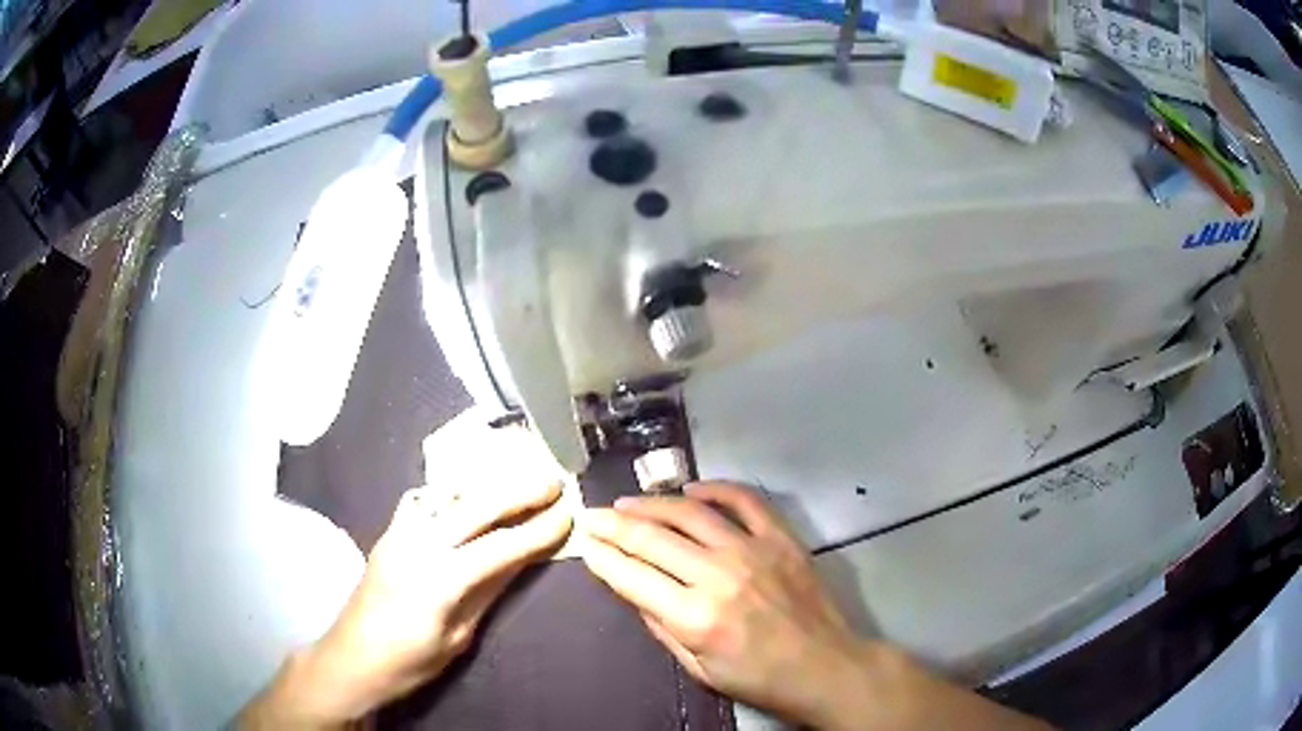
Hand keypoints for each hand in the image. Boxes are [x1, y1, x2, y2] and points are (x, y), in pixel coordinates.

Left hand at [242, 478, 571, 728]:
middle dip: (516, 491)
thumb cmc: (408, 662)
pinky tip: (467, 491)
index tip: (567, 513)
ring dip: (486, 482)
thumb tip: (522, 558)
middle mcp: (414, 546)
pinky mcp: (387, 532)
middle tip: (552, 479)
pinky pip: (424, 500)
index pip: (496, 547)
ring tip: (518, 473)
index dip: (535, 530)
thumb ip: (487, 592)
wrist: (350, 659)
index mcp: (436, 582)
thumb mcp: (457, 638)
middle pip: (472, 507)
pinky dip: (452, 490)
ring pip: (446, 495)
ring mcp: (397, 534)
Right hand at [581, 482, 1051, 730]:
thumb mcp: (699, 670)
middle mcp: (719, 576)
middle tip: (593, 515)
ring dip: (653, 503)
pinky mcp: (781, 539)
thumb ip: (663, 628)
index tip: (585, 543)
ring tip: (629, 502)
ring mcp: (753, 551)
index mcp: (695, 617)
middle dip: (614, 525)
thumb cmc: (760, 678)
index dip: (602, 557)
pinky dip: (715, 489)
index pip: (633, 576)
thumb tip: (635, 591)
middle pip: (653, 538)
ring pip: (691, 513)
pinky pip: (744, 501)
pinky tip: (691, 490)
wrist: (826, 666)